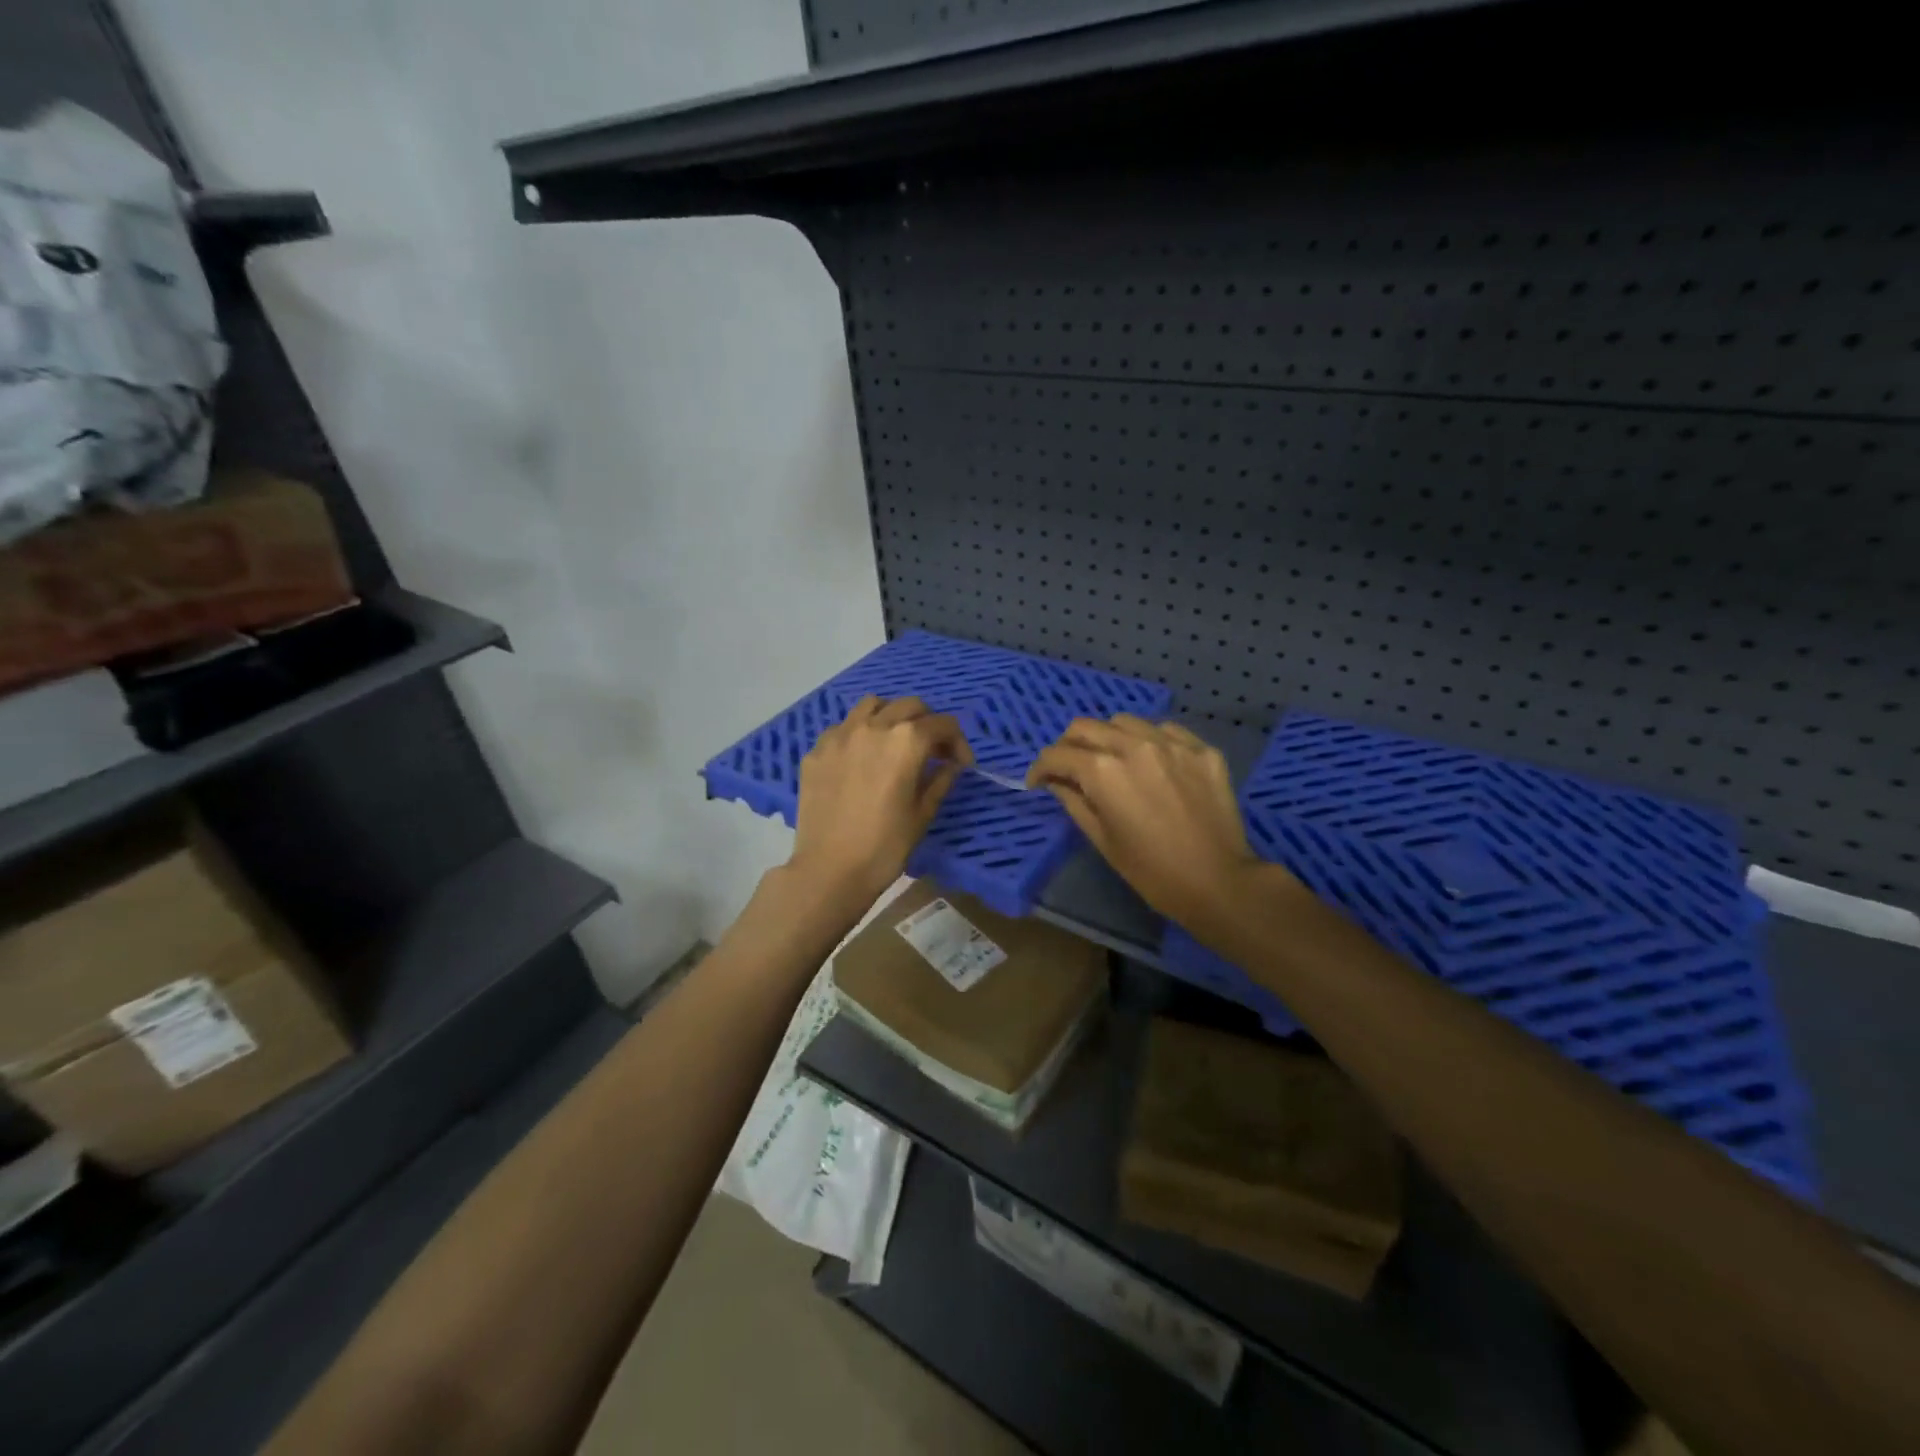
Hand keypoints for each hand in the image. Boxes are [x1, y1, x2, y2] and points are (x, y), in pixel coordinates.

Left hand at [787, 696, 972, 906]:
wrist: (830, 870)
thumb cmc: (885, 846)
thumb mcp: (923, 813)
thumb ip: (941, 779)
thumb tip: (950, 764)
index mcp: (906, 741)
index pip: (943, 724)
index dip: (958, 742)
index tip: (961, 763)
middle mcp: (873, 726)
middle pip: (910, 706)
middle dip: (928, 723)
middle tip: (932, 751)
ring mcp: (840, 735)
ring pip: (872, 705)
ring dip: (891, 716)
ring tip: (894, 742)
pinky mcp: (816, 750)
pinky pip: (843, 727)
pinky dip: (859, 733)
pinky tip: (861, 759)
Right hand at [1027, 715, 1276, 931]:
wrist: (1219, 882)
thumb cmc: (1152, 871)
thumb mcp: (1102, 840)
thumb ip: (1074, 802)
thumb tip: (1056, 782)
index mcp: (1103, 770)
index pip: (1058, 754)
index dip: (1040, 768)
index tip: (1037, 781)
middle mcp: (1133, 745)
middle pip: (1085, 726)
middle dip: (1068, 746)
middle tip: (1069, 769)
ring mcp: (1171, 743)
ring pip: (1124, 721)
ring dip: (1108, 737)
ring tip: (1112, 761)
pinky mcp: (1201, 748)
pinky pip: (1163, 730)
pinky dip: (1147, 741)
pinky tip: (1151, 763)